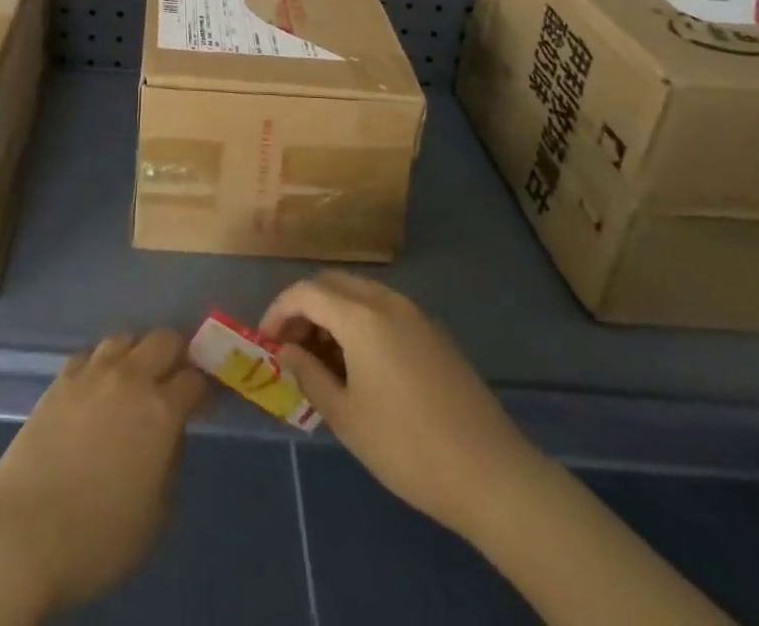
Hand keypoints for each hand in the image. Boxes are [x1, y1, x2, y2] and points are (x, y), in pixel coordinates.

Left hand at [0, 329, 208, 613]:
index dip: (204, 386)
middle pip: (163, 339)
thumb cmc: (98, 537)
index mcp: (161, 410)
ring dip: (137, 352)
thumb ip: (171, 464)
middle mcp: (130, 378)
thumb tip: (170, 436)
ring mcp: (92, 373)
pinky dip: (102, 362)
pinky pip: (90, 353)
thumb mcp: (156, 516)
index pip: (195, 378)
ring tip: (135, 377)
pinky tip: (98, 385)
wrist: (24, 532)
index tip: (205, 398)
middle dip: (176, 353)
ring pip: (125, 337)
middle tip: (175, 378)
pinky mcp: (60, 378)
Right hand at [261, 272, 536, 532]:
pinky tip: (361, 365)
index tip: (266, 341)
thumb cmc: (408, 447)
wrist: (492, 474)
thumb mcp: (346, 417)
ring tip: (323, 359)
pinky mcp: (435, 333)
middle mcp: (386, 301)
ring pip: (359, 293)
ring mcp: (415, 314)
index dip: (278, 311)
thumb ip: (309, 375)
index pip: (305, 292)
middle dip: (304, 307)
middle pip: (331, 283)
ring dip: (333, 314)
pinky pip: (384, 309)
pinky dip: (360, 322)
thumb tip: (285, 350)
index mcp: (360, 316)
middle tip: (292, 346)